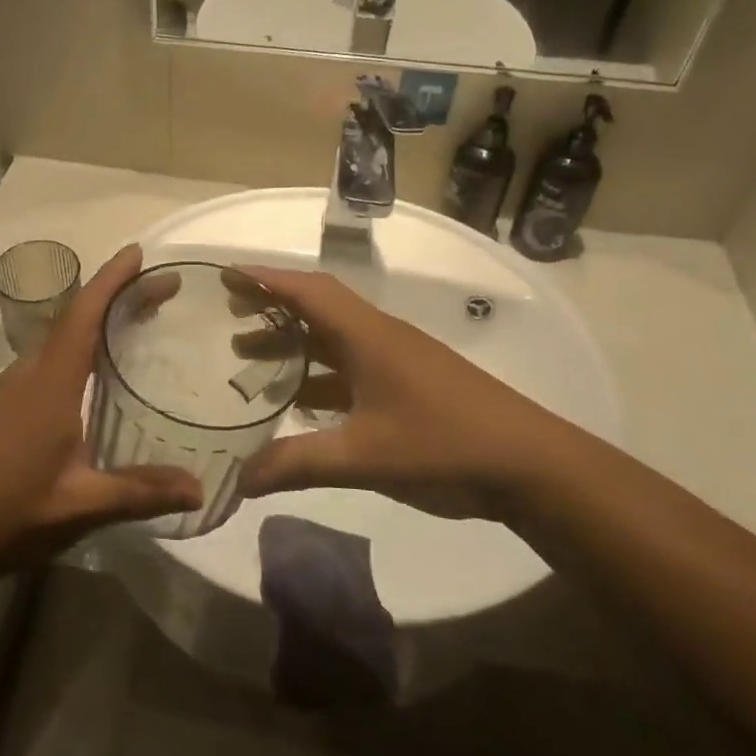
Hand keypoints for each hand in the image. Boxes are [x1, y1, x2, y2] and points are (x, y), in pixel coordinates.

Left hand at [0, 246, 200, 582]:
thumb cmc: (2, 513)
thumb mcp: (77, 507)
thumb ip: (138, 493)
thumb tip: (199, 488)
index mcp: (49, 385)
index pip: (82, 315)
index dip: (111, 280)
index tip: (138, 253)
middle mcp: (26, 375)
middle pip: (74, 320)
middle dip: (116, 300)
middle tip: (160, 296)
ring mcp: (5, 391)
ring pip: (57, 343)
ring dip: (95, 327)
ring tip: (135, 331)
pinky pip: (44, 365)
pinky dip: (75, 354)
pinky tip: (91, 383)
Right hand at [237, 267, 591, 518]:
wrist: (530, 465)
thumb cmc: (443, 444)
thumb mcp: (362, 456)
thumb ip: (297, 465)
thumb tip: (238, 481)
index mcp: (367, 336)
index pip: (307, 290)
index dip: (264, 278)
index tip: (224, 275)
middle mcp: (379, 337)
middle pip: (317, 308)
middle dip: (271, 308)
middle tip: (228, 316)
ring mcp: (397, 361)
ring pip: (333, 340)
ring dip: (293, 343)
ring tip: (248, 359)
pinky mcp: (409, 385)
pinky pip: (350, 368)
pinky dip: (318, 377)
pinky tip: (299, 404)